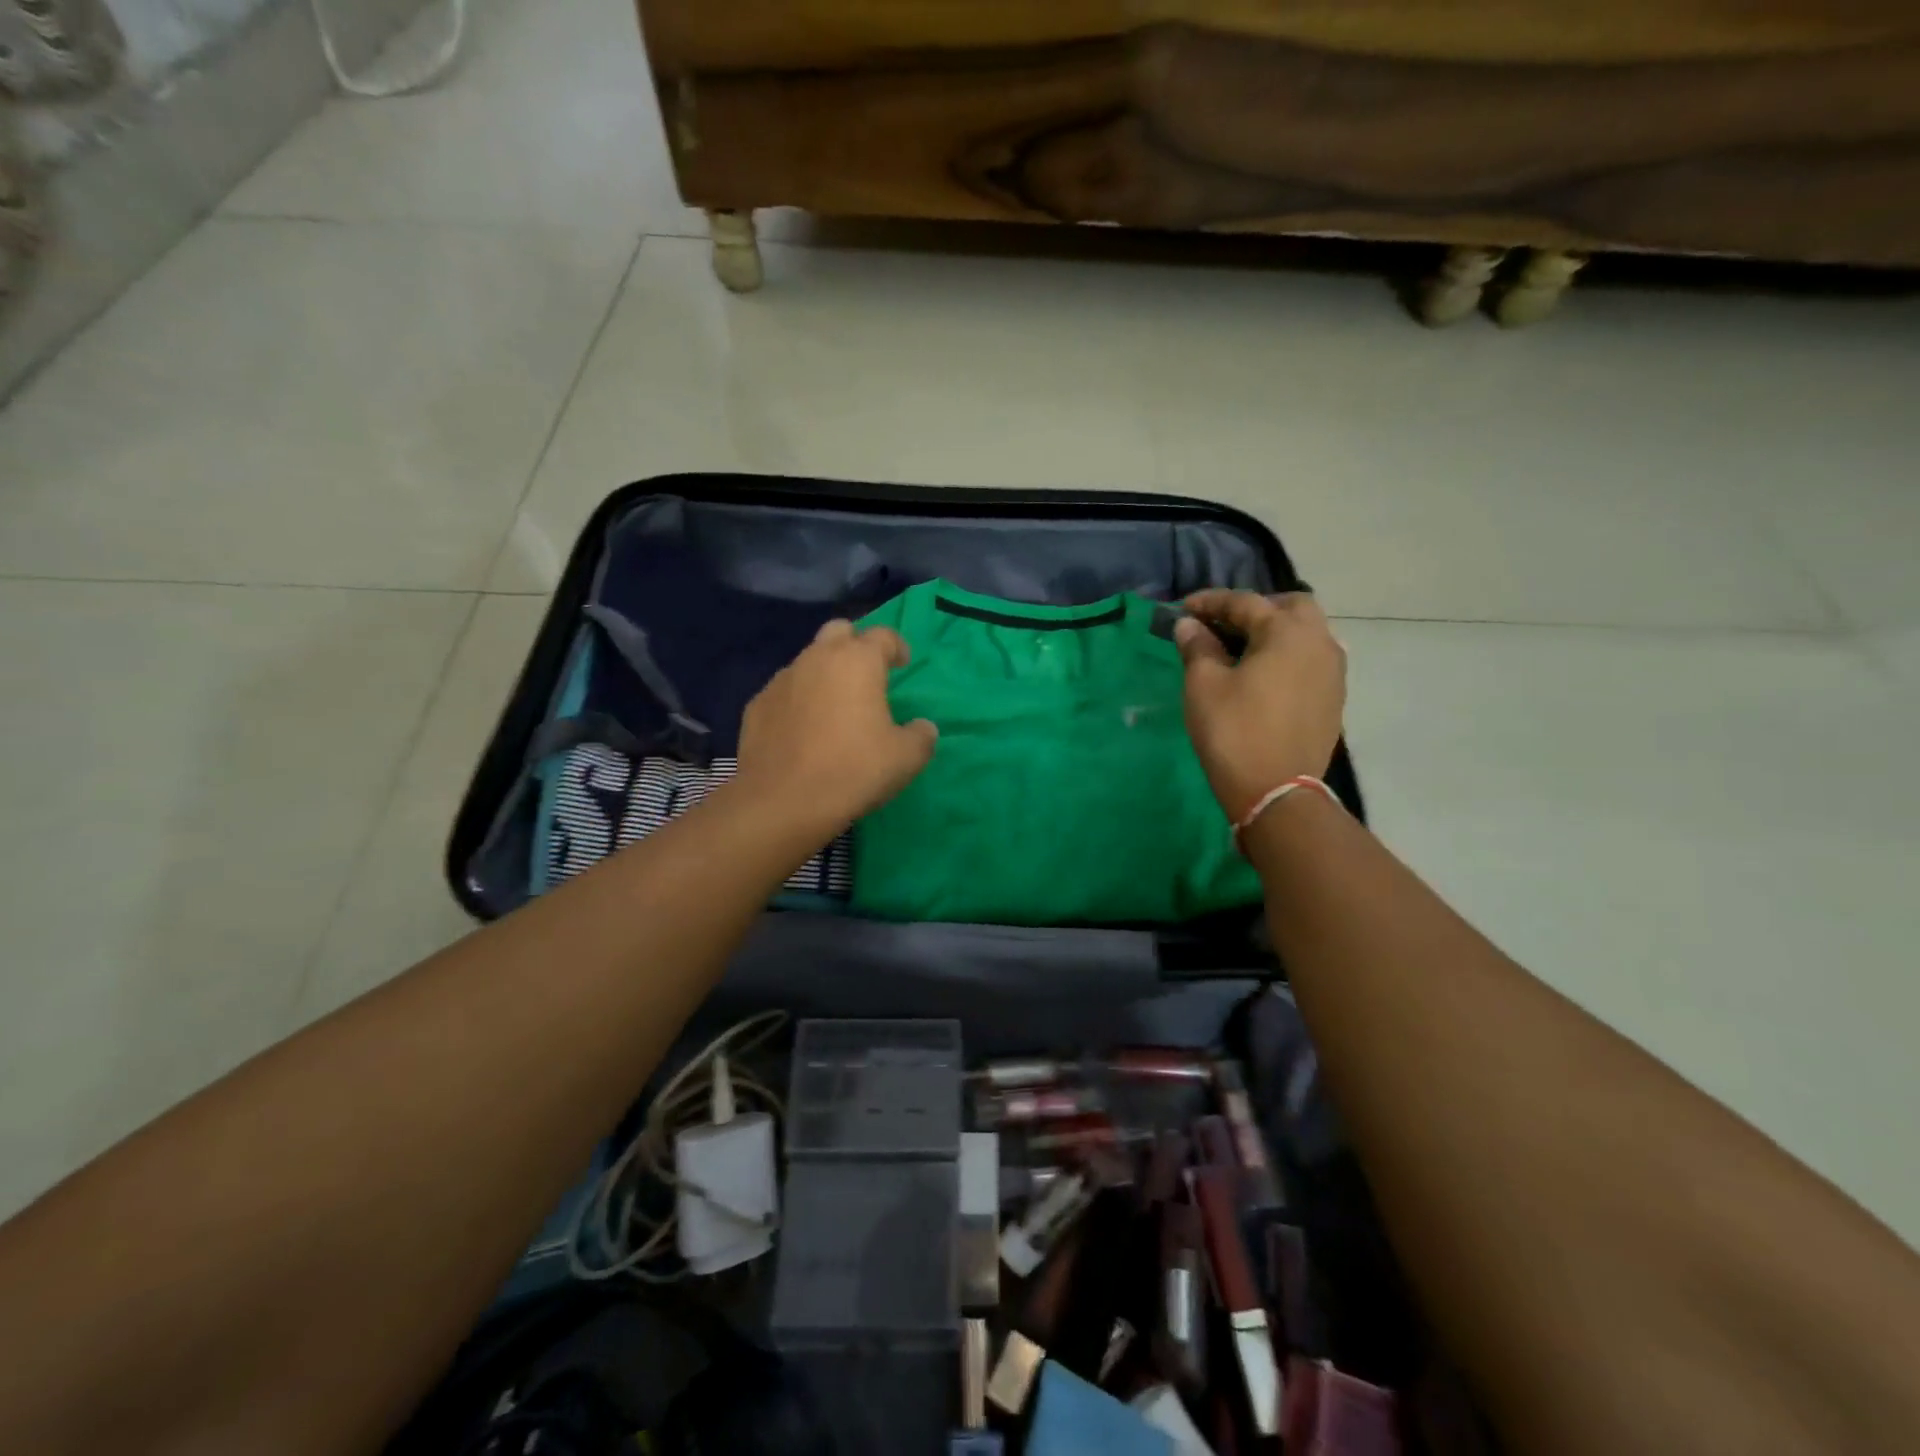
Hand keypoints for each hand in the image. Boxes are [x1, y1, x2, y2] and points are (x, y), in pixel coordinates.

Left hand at [734, 619, 937, 835]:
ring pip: (808, 661)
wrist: (782, 802)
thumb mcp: (906, 758)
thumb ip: (921, 735)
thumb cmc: (853, 770)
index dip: (897, 647)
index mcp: (857, 661)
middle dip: (855, 645)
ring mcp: (782, 680)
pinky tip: (803, 731)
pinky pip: (785, 692)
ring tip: (834, 708)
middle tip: (866, 676)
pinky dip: (798, 701)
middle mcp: (817, 659)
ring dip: (824, 674)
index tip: (902, 664)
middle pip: (839, 632)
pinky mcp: (757, 705)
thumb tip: (922, 727)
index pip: (883, 635)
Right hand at [1174, 591, 1346, 821]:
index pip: (1245, 602)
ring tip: (1242, 648)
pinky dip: (1287, 655)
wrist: (1277, 791)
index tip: (1183, 608)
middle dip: (1256, 608)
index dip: (1211, 602)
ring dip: (1275, 631)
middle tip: (1224, 623)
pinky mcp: (1333, 698)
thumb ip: (1197, 647)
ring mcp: (1333, 672)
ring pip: (1307, 633)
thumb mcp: (1204, 686)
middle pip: (1291, 607)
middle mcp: (1319, 643)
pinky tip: (1264, 674)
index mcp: (1287, 632)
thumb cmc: (1234, 732)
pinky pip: (1311, 660)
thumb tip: (1189, 625)